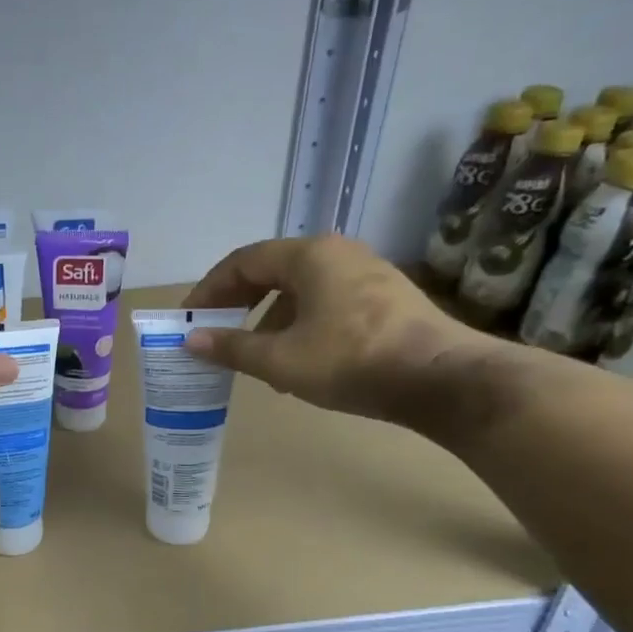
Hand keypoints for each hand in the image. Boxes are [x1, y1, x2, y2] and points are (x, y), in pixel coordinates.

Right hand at [182, 236, 492, 422]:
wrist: (443, 380)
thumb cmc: (351, 361)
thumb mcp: (280, 360)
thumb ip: (232, 347)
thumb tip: (191, 340)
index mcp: (308, 256)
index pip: (243, 262)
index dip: (210, 289)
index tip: (189, 317)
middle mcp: (337, 252)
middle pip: (272, 270)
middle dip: (239, 302)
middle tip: (216, 330)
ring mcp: (367, 272)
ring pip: (301, 288)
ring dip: (270, 316)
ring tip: (256, 354)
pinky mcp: (387, 296)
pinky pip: (327, 299)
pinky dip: (301, 322)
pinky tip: (299, 359)